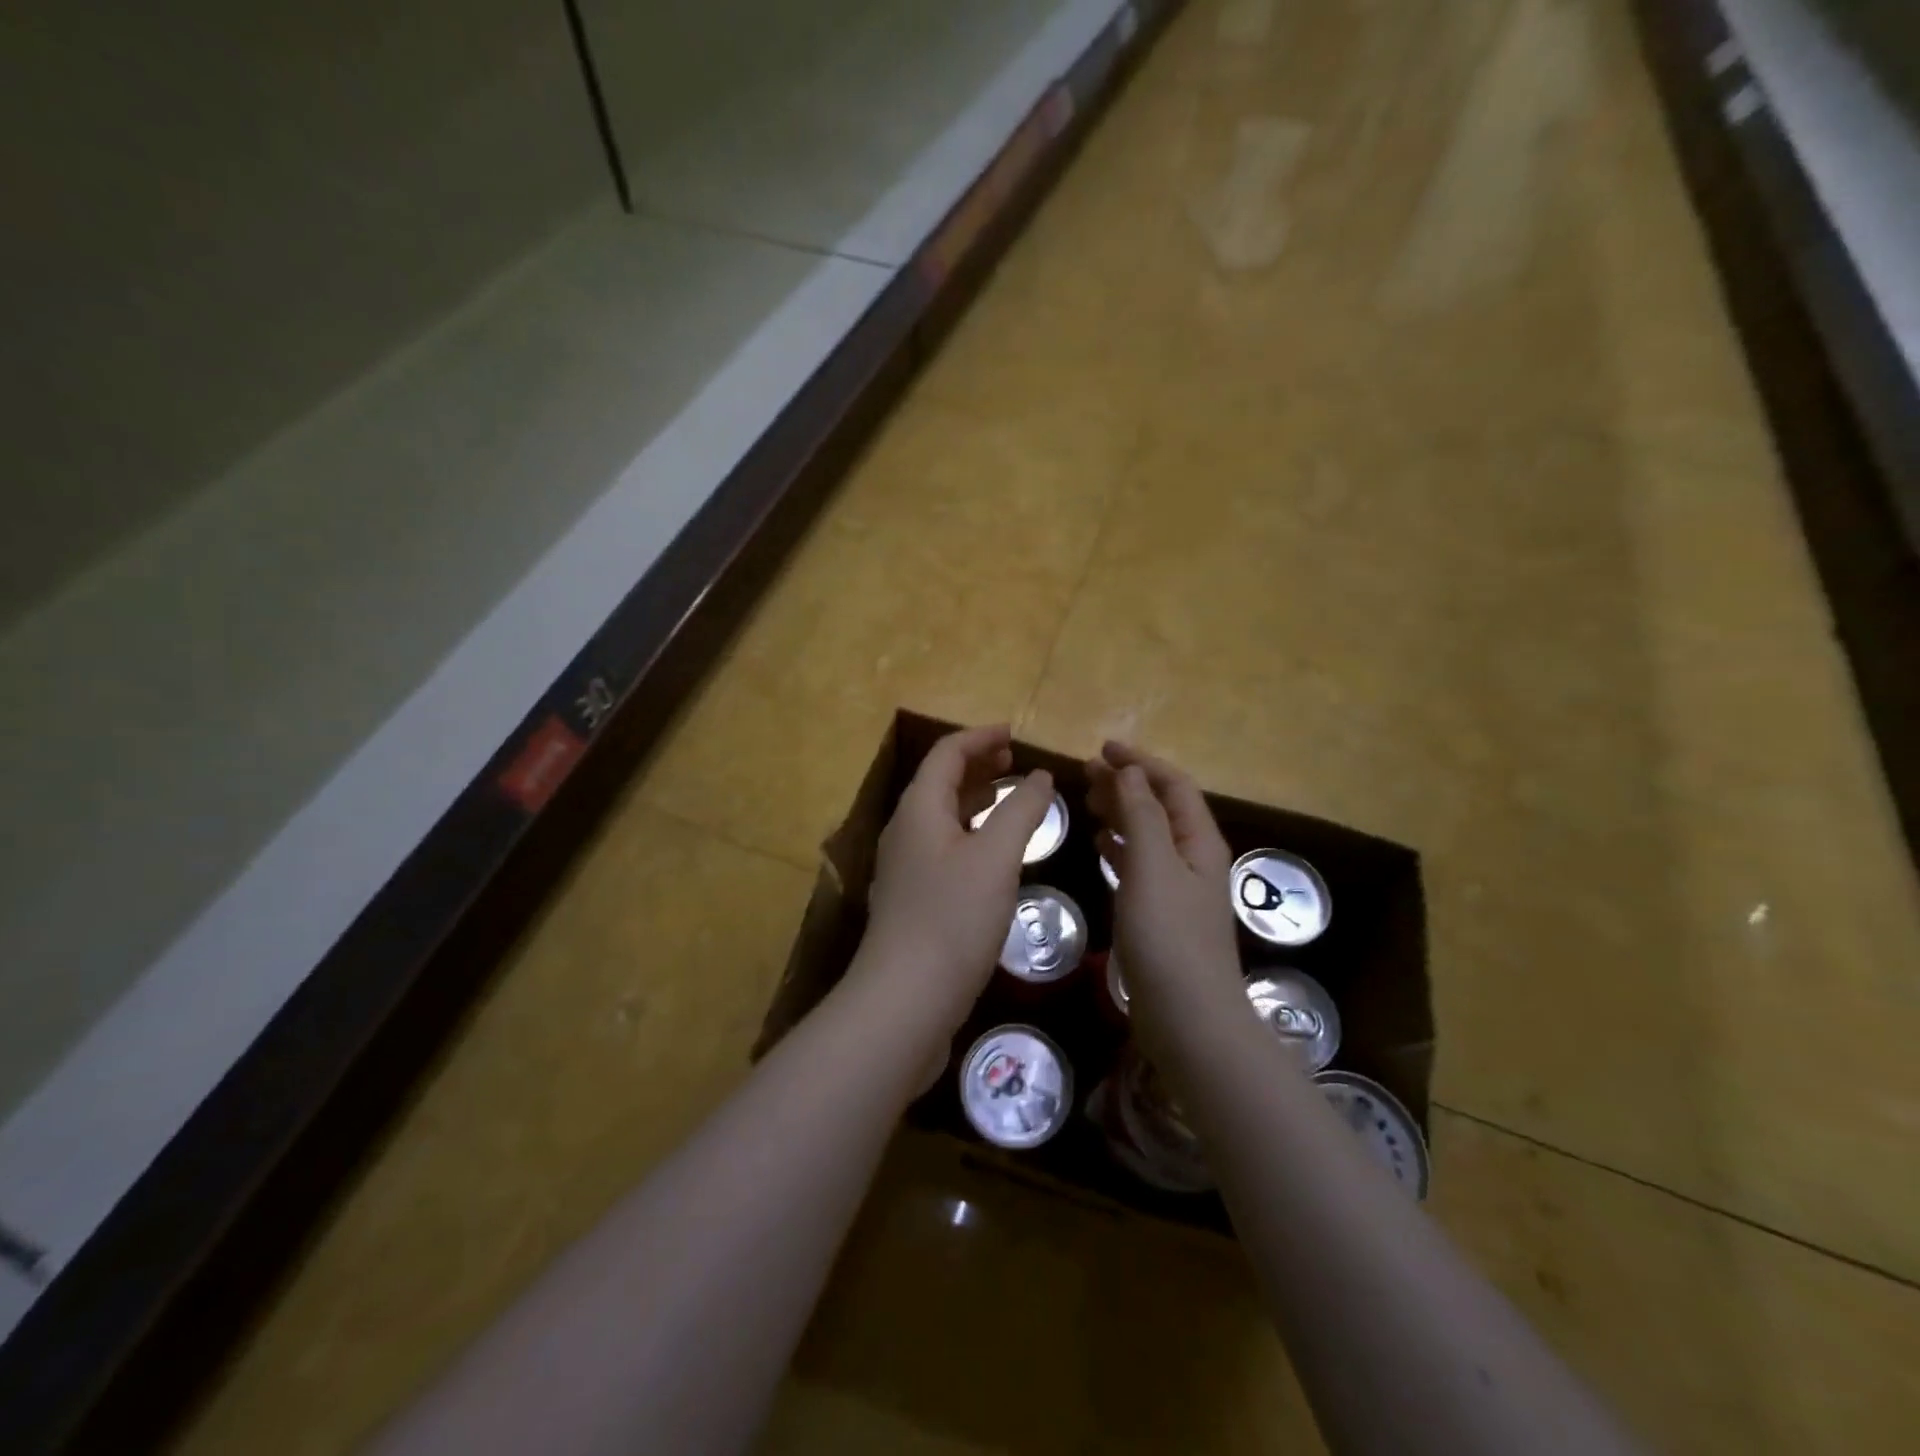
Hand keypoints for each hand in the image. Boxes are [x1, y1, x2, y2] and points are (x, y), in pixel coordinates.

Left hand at [853, 725, 1054, 1041]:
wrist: (905, 1000)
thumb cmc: (953, 919)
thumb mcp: (996, 858)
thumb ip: (1022, 811)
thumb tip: (1039, 776)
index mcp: (919, 810)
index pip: (946, 754)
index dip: (980, 737)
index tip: (1015, 734)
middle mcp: (905, 832)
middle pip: (940, 783)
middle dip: (978, 766)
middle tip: (1015, 762)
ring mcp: (906, 868)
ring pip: (942, 818)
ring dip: (975, 801)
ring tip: (1011, 800)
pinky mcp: (914, 900)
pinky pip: (944, 849)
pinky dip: (972, 835)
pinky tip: (995, 856)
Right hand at [1086, 742, 1242, 1039]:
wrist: (1188, 1019)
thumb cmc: (1169, 937)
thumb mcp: (1153, 867)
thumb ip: (1141, 816)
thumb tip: (1130, 772)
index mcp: (1199, 841)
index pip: (1173, 785)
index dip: (1140, 761)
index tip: (1102, 748)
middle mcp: (1193, 859)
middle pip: (1160, 806)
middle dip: (1126, 784)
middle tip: (1085, 772)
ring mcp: (1178, 889)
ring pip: (1148, 835)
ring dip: (1120, 813)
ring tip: (1087, 801)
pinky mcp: (1161, 914)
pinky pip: (1139, 866)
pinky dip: (1119, 848)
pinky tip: (1099, 845)